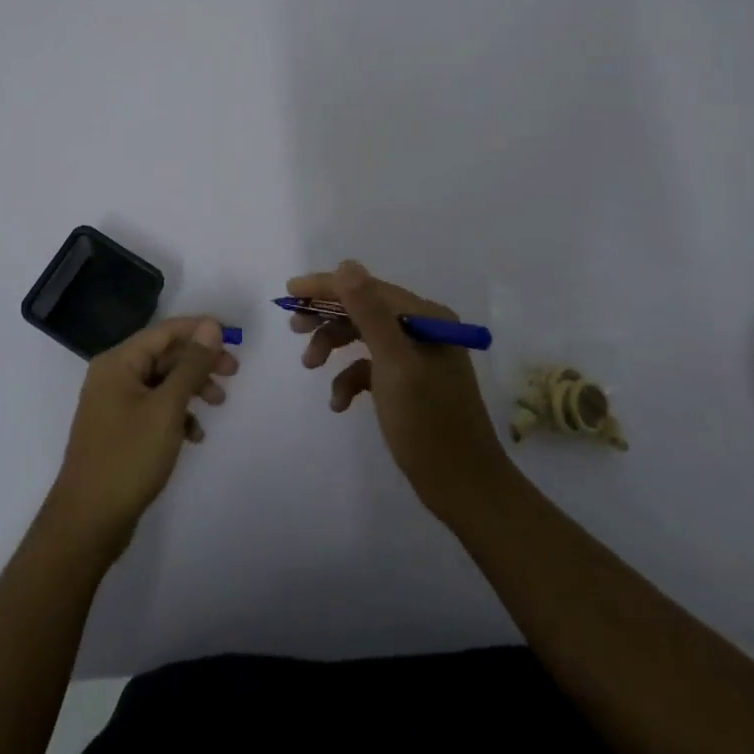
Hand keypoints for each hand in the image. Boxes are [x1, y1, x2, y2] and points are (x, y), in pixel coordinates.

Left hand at [46, 317, 238, 558]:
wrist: (88, 521)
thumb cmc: (129, 457)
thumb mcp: (167, 408)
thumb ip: (191, 365)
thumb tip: (210, 327)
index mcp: (119, 362)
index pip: (165, 331)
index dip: (200, 330)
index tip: (234, 338)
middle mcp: (114, 375)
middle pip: (164, 355)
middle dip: (200, 361)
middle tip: (233, 372)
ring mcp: (114, 404)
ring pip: (162, 382)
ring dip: (192, 388)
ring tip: (220, 403)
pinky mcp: (120, 429)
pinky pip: (154, 408)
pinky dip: (177, 414)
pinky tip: (194, 435)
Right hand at [293, 261, 512, 521]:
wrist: (464, 489)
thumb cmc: (428, 423)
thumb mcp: (394, 364)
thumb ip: (370, 312)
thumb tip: (346, 265)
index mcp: (425, 318)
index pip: (367, 288)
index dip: (326, 287)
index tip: (289, 291)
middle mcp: (423, 329)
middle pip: (364, 309)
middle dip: (327, 316)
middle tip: (294, 327)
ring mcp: (417, 358)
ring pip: (364, 337)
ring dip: (334, 346)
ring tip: (309, 365)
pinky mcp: (409, 384)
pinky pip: (371, 368)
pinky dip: (350, 379)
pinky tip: (339, 402)